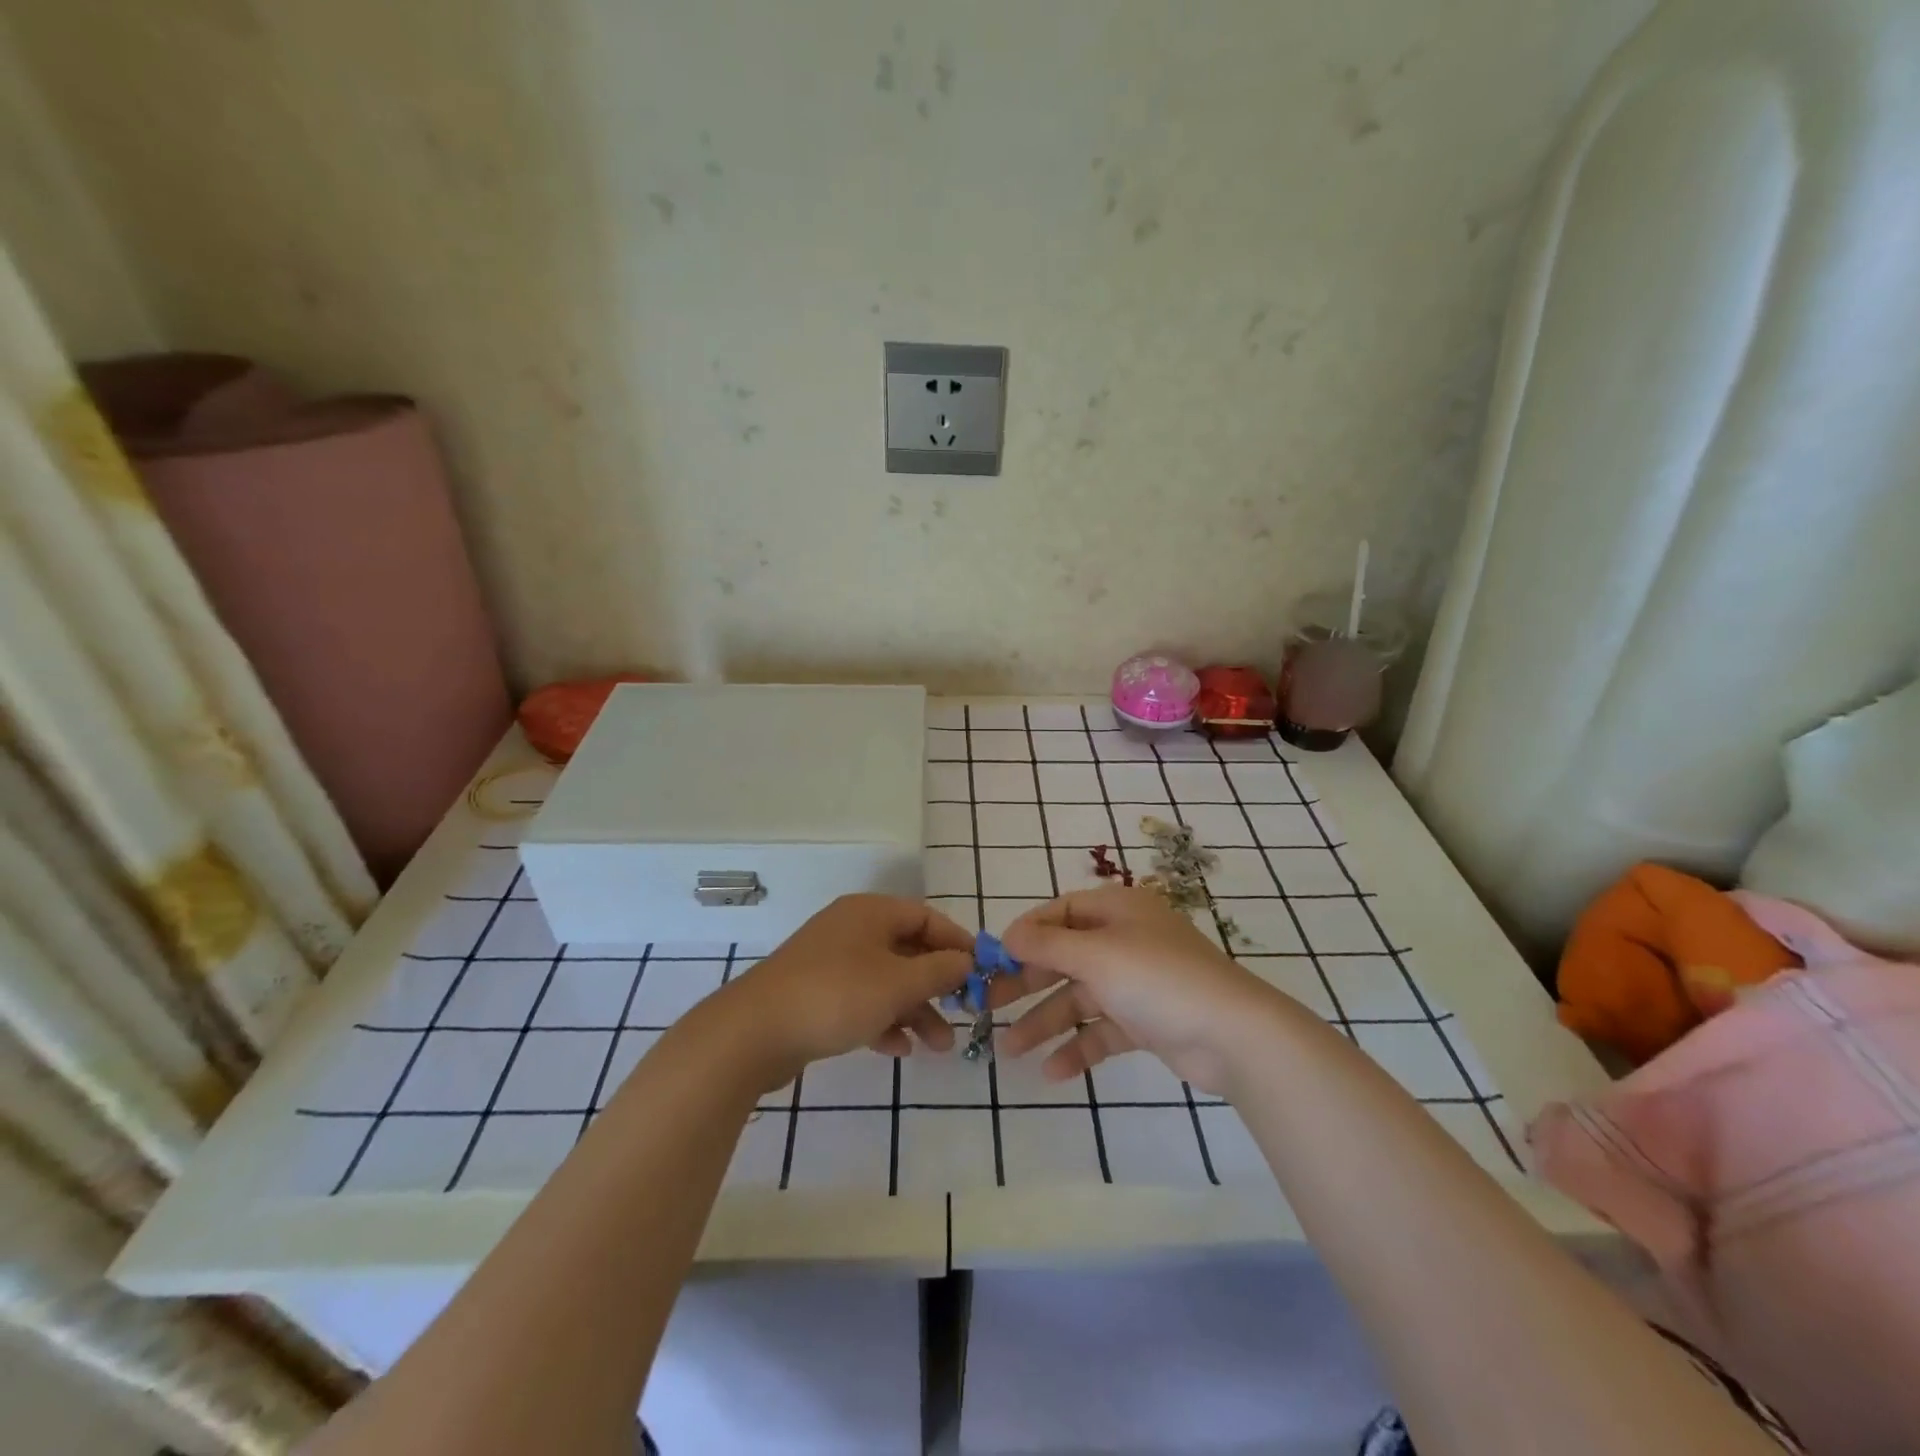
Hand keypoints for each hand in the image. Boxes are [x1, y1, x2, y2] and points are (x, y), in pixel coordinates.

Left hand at [725, 895, 973, 1085]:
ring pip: (886, 981)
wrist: (753, 1032)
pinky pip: (861, 1001)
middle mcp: (852, 930)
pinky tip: (896, 1049)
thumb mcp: (899, 983)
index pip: (926, 917)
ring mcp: (830, 962)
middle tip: (963, 1015)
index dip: (957, 943)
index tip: (981, 972)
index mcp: (871, 912)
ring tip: (937, 1047)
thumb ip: (940, 970)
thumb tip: (967, 961)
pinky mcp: (815, 994)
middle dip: (937, 986)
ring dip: (915, 1010)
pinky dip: (883, 1020)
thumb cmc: (836, 995)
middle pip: (908, 950)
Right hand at [996, 886, 1281, 1094]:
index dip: (1026, 934)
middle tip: (988, 1005)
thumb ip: (1047, 944)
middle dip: (1028, 982)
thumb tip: (1008, 936)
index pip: (1060, 912)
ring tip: (1010, 1049)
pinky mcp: (1147, 1021)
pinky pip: (1102, 1030)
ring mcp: (1137, 982)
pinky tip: (1052, 1071)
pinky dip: (1078, 1047)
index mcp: (1117, 910)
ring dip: (1046, 1021)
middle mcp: (1125, 940)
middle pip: (1065, 956)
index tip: (995, 958)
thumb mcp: (1095, 954)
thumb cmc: (1157, 979)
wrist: (1233, 1035)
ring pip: (1080, 997)